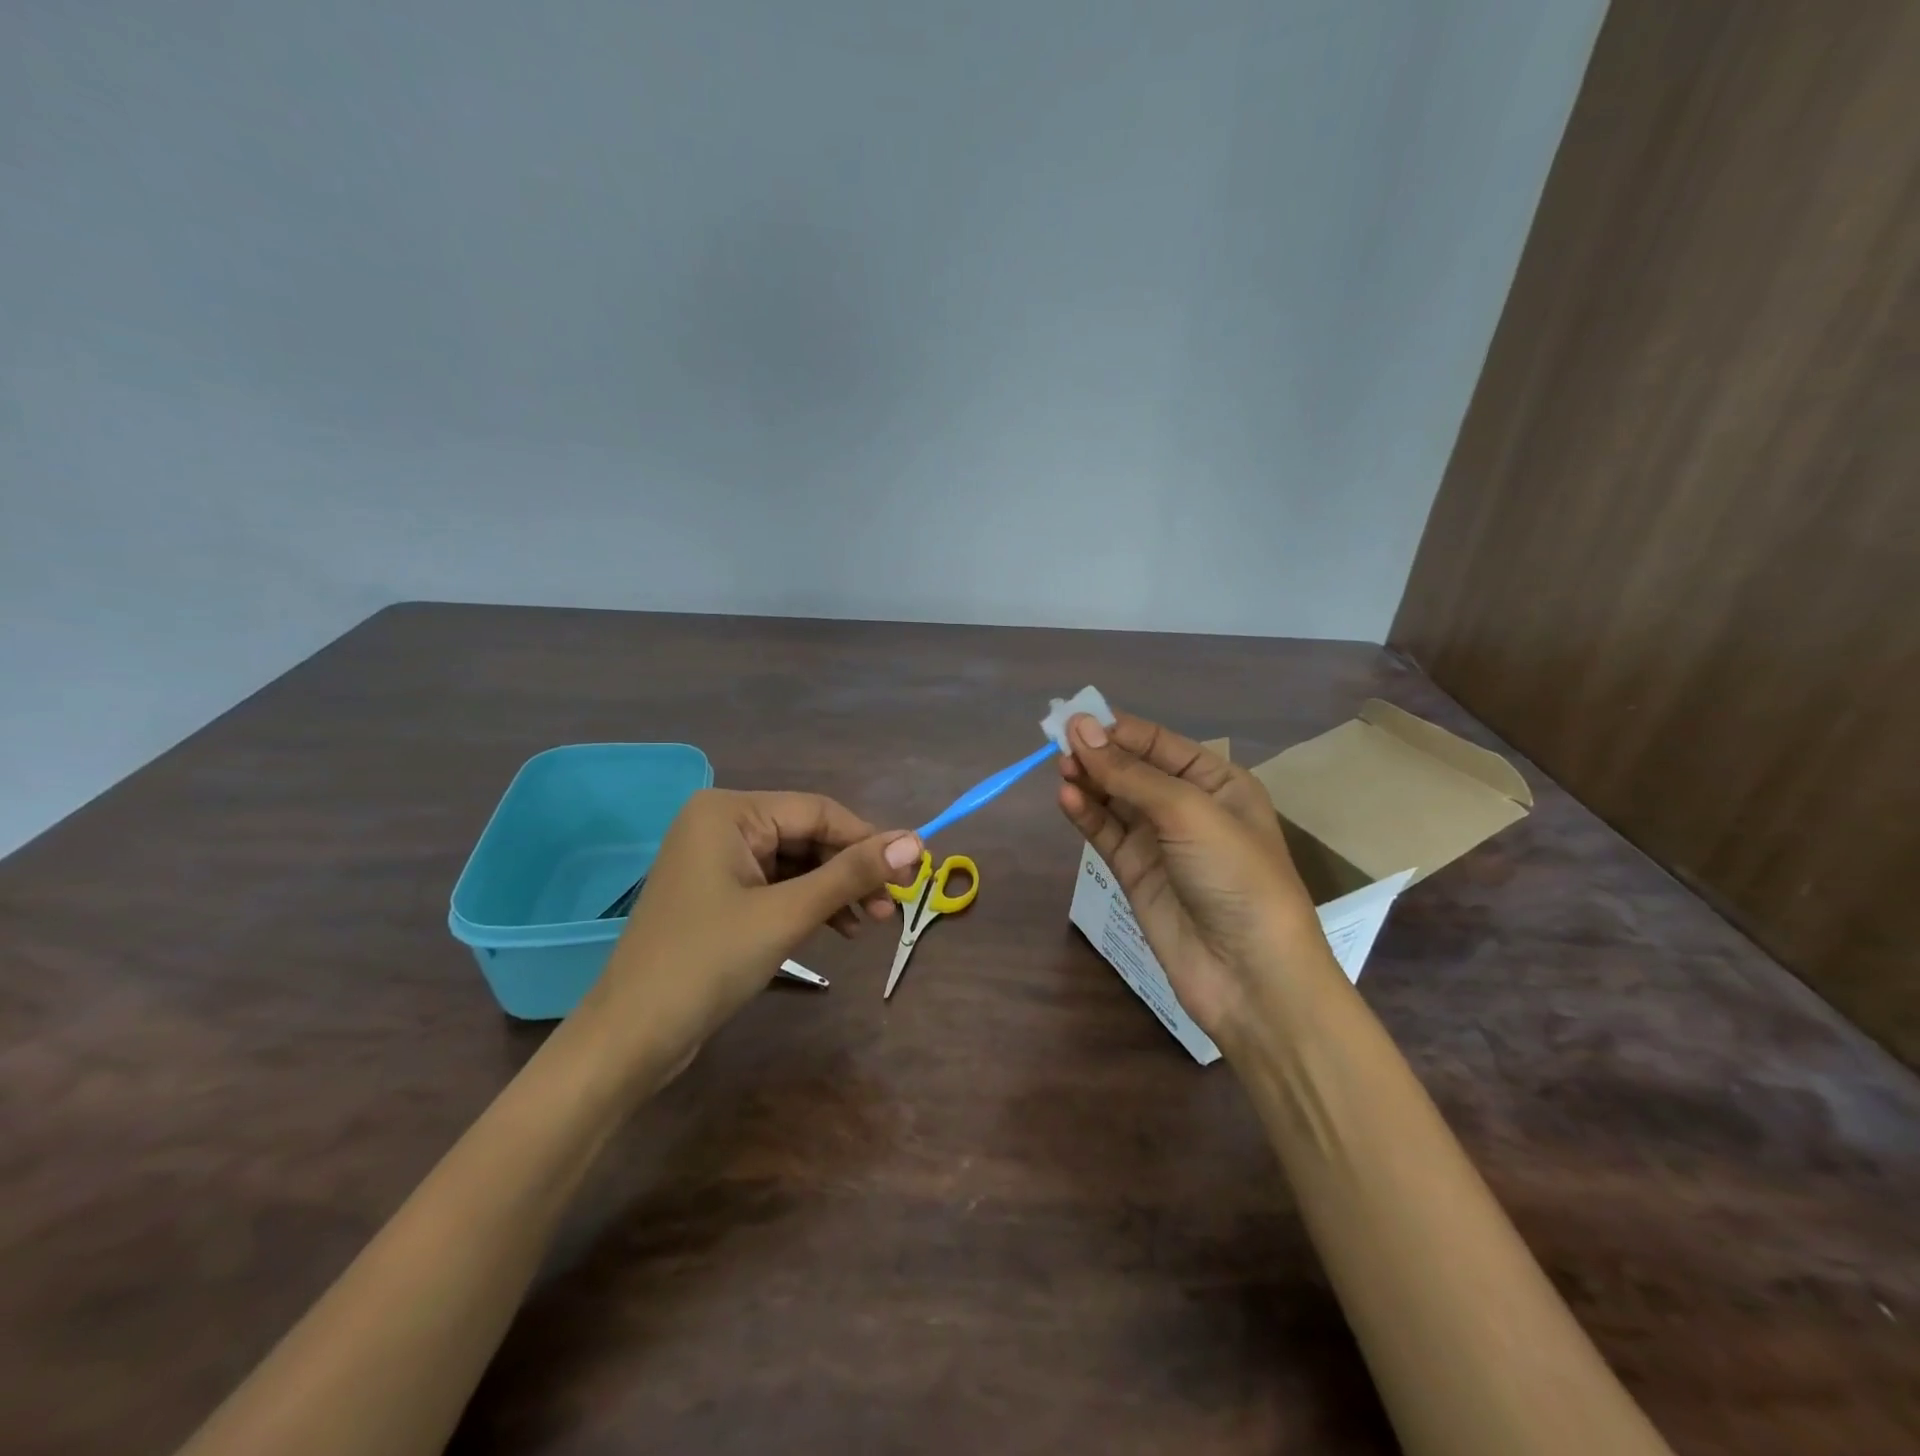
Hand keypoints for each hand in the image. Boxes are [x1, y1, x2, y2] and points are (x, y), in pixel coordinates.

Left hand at [582, 790, 920, 1074]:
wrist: (631, 1038)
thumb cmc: (708, 964)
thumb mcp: (787, 914)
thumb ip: (851, 874)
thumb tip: (916, 841)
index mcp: (729, 811)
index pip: (818, 812)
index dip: (870, 840)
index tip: (915, 870)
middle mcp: (721, 824)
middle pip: (808, 836)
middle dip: (851, 870)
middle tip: (893, 907)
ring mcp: (717, 860)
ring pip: (796, 863)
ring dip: (835, 890)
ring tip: (872, 923)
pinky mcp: (718, 894)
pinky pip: (777, 886)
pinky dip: (809, 904)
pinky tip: (839, 928)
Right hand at [1057, 711, 1331, 1043]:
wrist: (1250, 974)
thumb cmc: (1235, 876)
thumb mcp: (1188, 813)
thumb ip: (1130, 773)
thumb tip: (1079, 728)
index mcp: (1218, 782)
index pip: (1159, 743)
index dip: (1118, 729)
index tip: (1075, 720)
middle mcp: (1188, 806)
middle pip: (1133, 768)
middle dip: (1099, 754)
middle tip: (1058, 744)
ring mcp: (1159, 841)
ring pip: (1114, 799)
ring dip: (1089, 781)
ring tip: (1061, 768)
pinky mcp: (1135, 872)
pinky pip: (1105, 833)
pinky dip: (1086, 815)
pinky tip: (1066, 798)